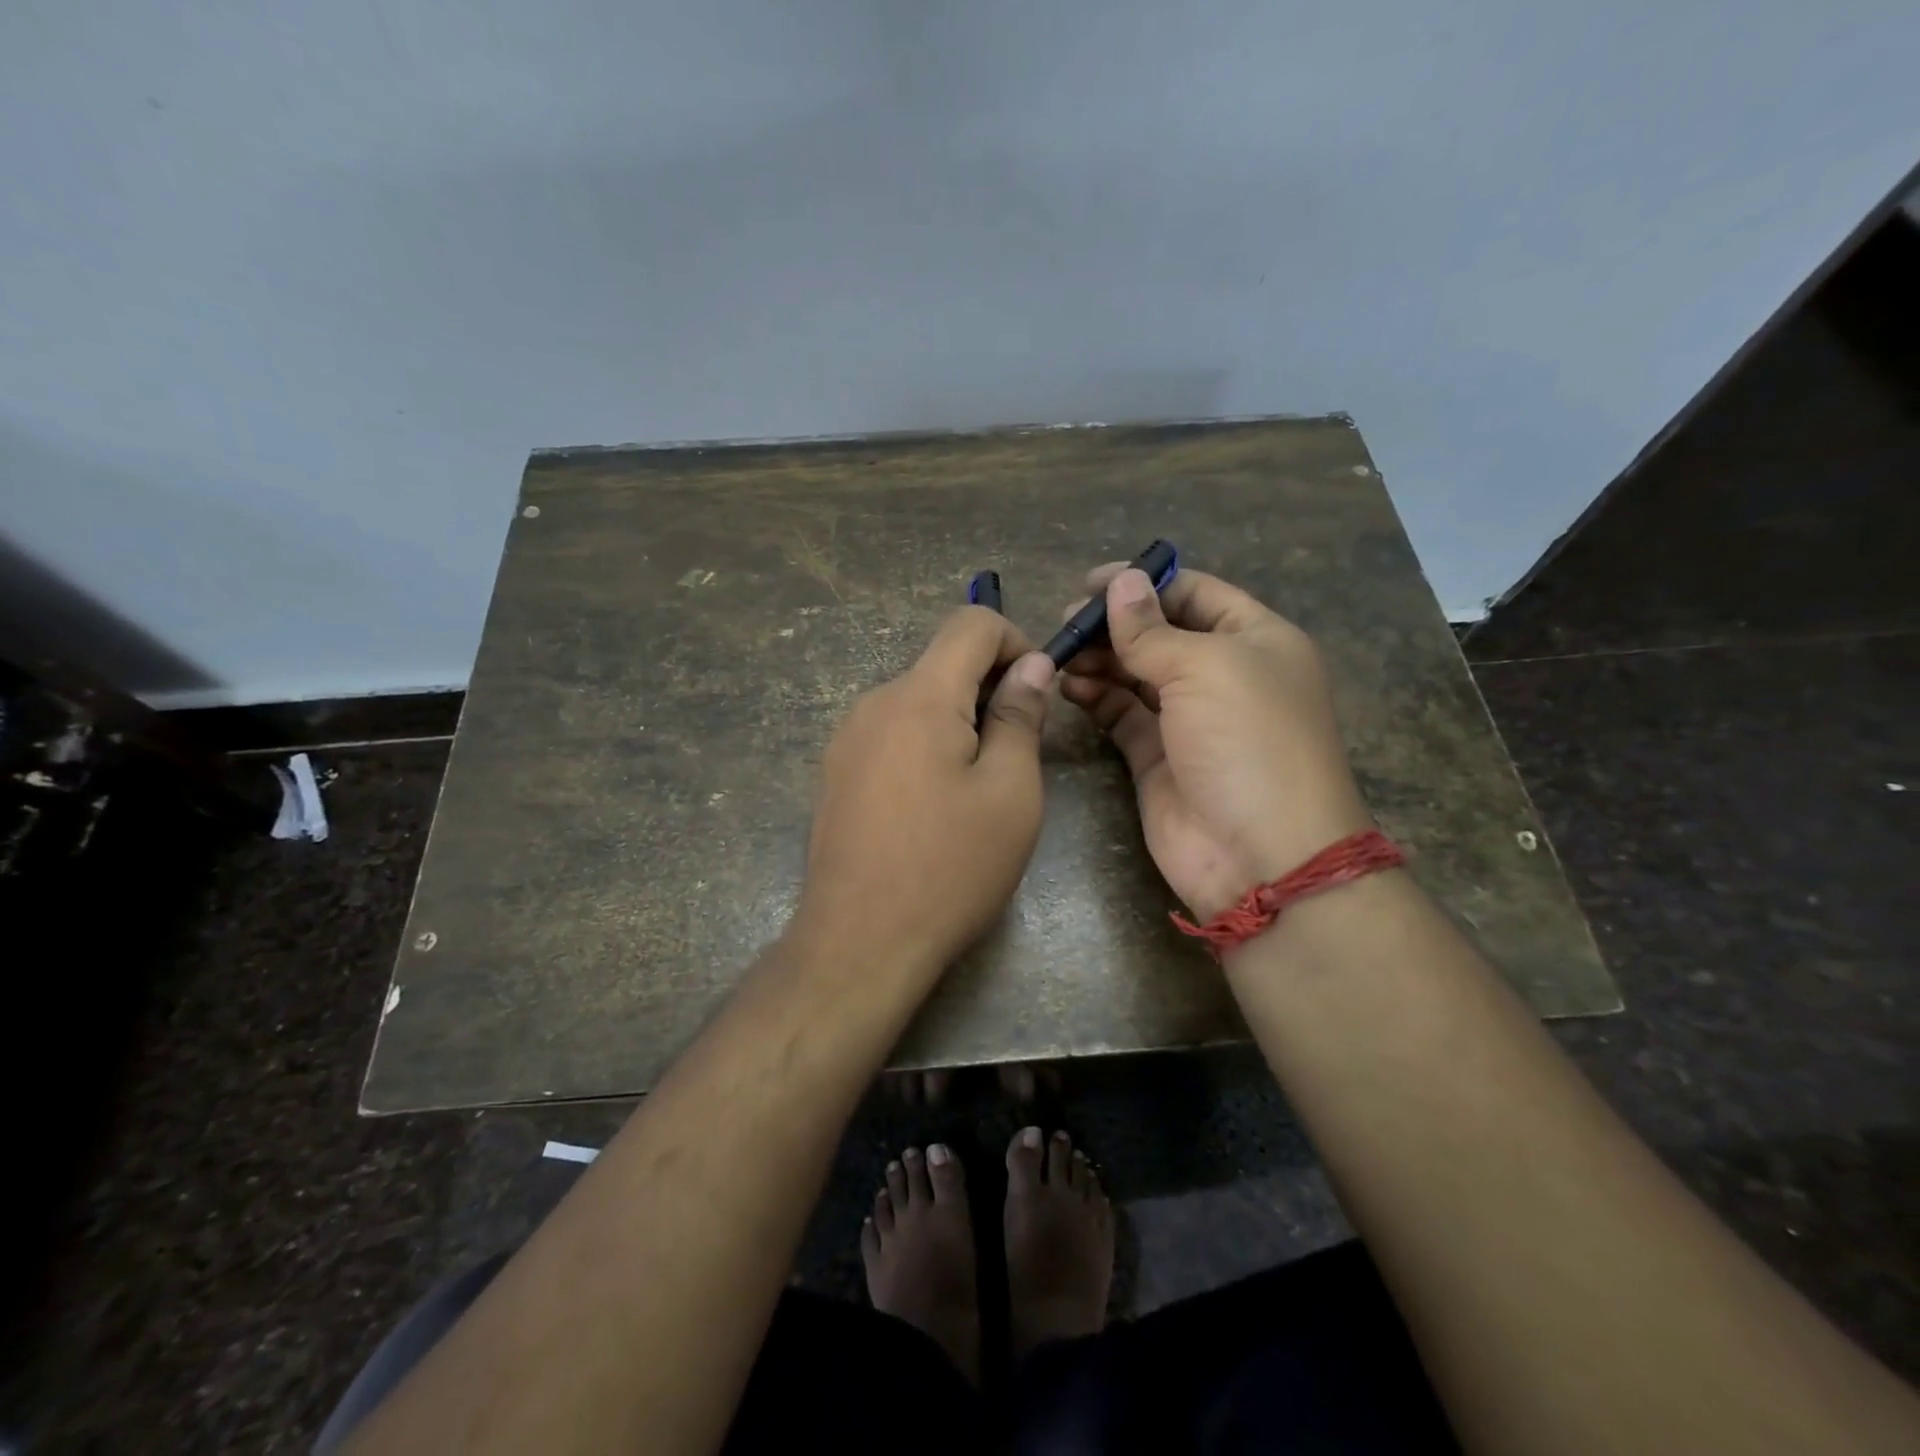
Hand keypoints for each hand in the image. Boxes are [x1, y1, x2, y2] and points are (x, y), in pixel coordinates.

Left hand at [794, 606, 1056, 985]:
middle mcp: (874, 703)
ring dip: (957, 721)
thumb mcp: (1010, 793)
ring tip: (977, 787)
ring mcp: (846, 739)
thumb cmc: (950, 867)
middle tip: (1017, 752)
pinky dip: (925, 745)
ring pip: (917, 701)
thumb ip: (1020, 716)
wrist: (859, 941)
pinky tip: (933, 805)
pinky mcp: (835, 773)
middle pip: (942, 664)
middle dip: (989, 689)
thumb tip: (1031, 665)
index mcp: (919, 697)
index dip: (1015, 641)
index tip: (1036, 692)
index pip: (970, 623)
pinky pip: (891, 734)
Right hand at [1059, 566, 1371, 920]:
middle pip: (1160, 633)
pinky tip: (1069, 686)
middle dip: (1114, 625)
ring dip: (1100, 660)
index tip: (1091, 583)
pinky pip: (1122, 714)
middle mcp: (1223, 675)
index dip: (1145, 583)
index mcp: (1255, 640)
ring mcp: (1189, 719)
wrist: (1261, 856)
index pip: (1195, 593)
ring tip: (1061, 655)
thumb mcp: (1205, 669)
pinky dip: (1096, 697)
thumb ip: (1152, 629)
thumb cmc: (1248, 742)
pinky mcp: (1157, 757)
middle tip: (1066, 624)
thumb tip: (1119, 583)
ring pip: (1135, 674)